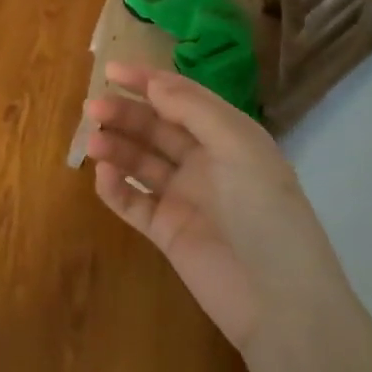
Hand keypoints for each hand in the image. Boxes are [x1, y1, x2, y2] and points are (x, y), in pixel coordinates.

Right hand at [84, 62, 345, 356]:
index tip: (111, 70)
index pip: (183, 99)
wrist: (279, 301)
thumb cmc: (265, 212)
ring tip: (93, 143)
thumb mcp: (238, 147)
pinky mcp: (167, 232)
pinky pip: (133, 203)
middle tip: (92, 109)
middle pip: (156, 128)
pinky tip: (103, 176)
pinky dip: (115, 188)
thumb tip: (153, 82)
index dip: (148, 81)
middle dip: (125, 115)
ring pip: (140, 163)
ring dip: (117, 148)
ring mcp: (184, 198)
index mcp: (228, 137)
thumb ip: (194, 110)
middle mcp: (205, 162)